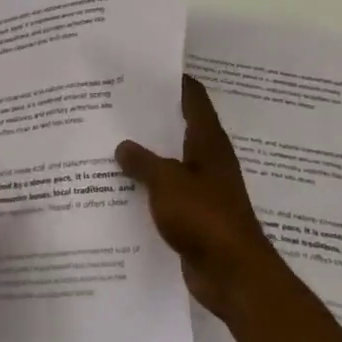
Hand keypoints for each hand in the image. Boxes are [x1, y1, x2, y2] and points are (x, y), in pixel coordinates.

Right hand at [116, 75, 294, 321]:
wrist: (232, 274)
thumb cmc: (204, 217)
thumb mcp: (167, 182)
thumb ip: (142, 161)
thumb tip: (123, 146)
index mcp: (208, 143)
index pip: (194, 99)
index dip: (175, 82)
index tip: (147, 68)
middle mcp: (208, 161)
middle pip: (179, 129)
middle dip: (151, 118)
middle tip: (115, 104)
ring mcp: (202, 190)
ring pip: (170, 163)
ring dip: (146, 155)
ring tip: (109, 142)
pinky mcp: (194, 217)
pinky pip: (166, 194)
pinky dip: (147, 188)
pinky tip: (119, 188)